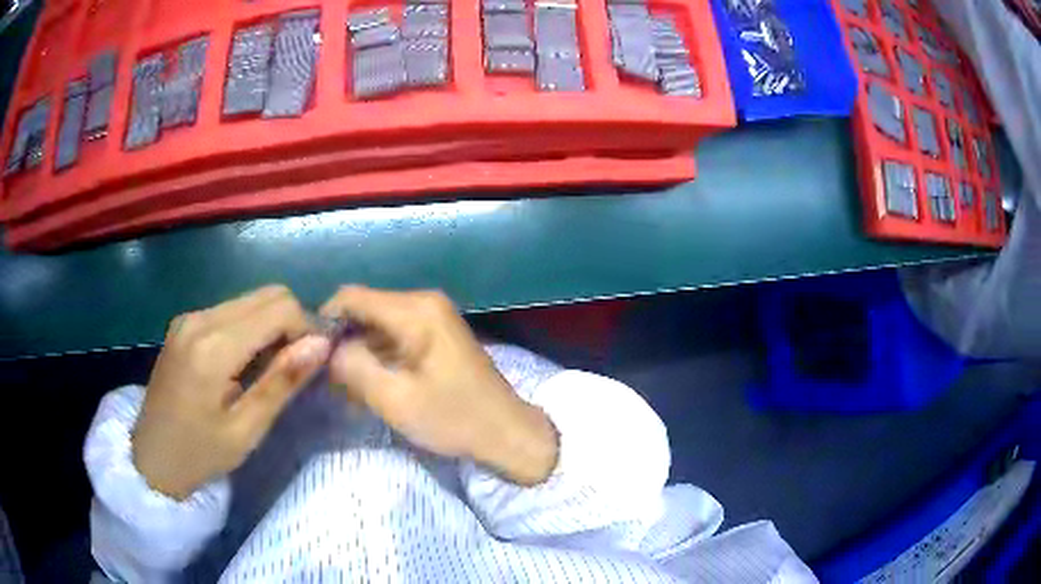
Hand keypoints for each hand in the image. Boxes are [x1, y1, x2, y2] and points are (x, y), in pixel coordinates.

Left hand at [133, 285, 330, 499]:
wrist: (152, 457)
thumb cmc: (201, 454)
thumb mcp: (246, 430)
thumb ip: (282, 382)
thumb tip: (322, 344)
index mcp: (213, 347)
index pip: (279, 308)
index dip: (307, 328)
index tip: (314, 363)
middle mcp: (200, 318)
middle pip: (267, 294)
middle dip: (292, 323)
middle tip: (296, 366)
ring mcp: (189, 317)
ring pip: (250, 299)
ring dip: (272, 325)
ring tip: (272, 368)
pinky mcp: (185, 323)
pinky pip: (231, 310)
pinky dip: (251, 328)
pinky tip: (247, 362)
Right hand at [322, 286, 557, 485]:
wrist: (507, 432)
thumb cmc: (454, 419)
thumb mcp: (395, 400)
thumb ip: (353, 368)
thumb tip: (328, 348)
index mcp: (415, 311)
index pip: (351, 297)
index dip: (325, 320)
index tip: (312, 354)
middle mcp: (424, 302)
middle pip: (365, 309)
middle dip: (343, 341)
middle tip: (330, 379)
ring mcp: (433, 316)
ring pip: (377, 324)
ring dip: (360, 352)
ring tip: (348, 389)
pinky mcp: (436, 333)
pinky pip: (395, 334)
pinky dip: (379, 356)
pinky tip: (371, 384)